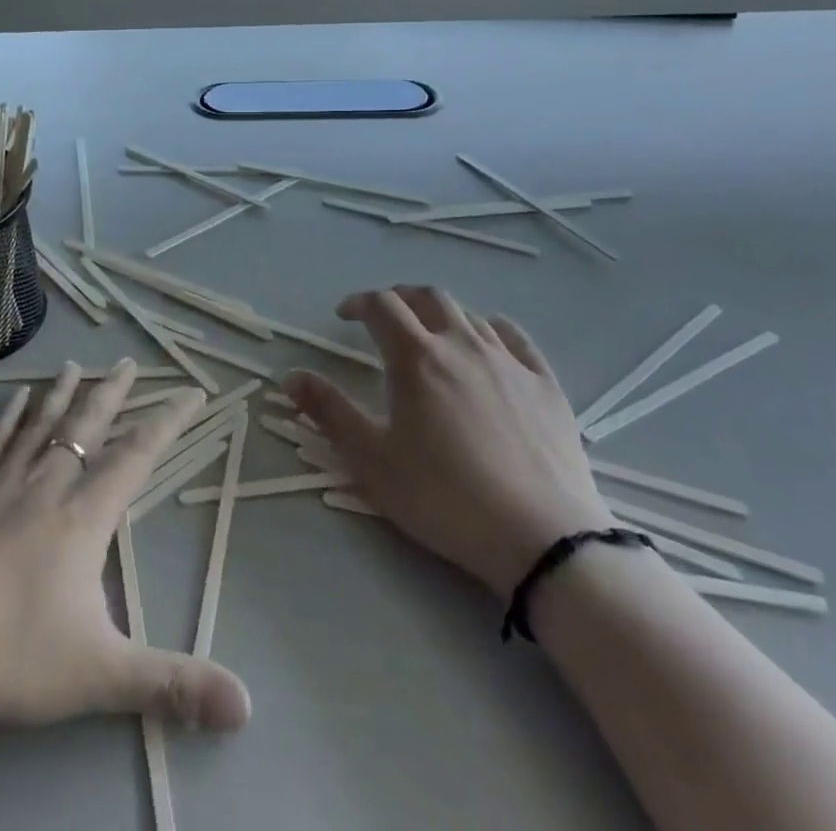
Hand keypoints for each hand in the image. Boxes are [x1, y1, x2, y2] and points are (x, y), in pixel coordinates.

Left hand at [0, 360, 251, 735]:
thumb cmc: (4, 654)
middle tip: (128, 362)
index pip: (137, 455)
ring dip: (63, 393)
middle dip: (112, 393)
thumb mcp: (97, 676)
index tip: (192, 392)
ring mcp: (0, 484)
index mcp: (82, 517)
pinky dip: (11, 414)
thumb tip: (247, 704)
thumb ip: (172, 685)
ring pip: (41, 425)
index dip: (169, 421)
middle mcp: (45, 485)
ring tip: (75, 364)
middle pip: (87, 426)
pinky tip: (16, 398)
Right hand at [286, 287, 613, 595]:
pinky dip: (490, 328)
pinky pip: (514, 337)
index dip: (358, 303)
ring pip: (468, 314)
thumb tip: (290, 376)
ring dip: (440, 313)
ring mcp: (508, 361)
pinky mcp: (545, 383)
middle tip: (384, 317)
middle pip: (426, 297)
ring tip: (429, 333)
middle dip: (399, 298)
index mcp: (416, 357)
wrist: (543, 539)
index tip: (344, 316)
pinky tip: (486, 343)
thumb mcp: (372, 461)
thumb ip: (329, 412)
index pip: (381, 305)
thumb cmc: (445, 499)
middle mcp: (461, 344)